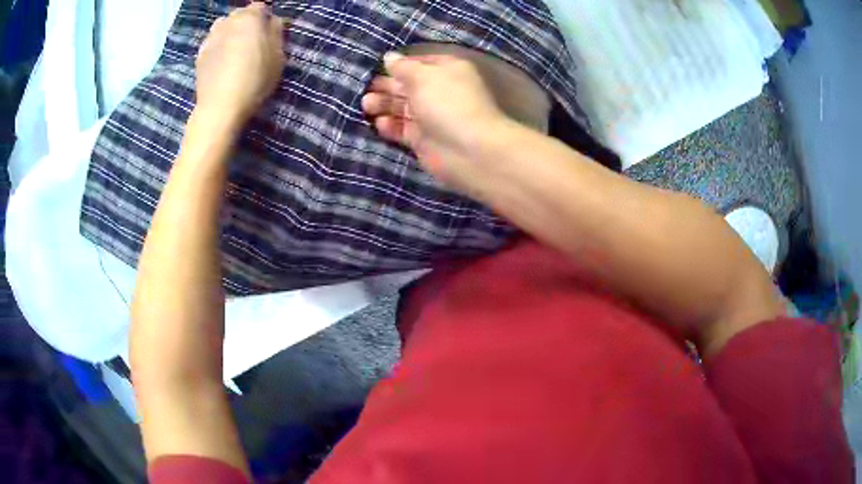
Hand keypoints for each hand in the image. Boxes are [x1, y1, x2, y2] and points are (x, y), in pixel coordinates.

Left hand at [195, 2, 286, 127]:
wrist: (220, 107)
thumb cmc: (254, 80)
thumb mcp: (277, 57)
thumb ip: (276, 33)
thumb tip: (273, 21)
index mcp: (249, 18)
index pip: (260, 6)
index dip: (265, 16)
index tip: (269, 30)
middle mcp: (228, 22)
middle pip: (239, 14)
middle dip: (246, 22)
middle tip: (253, 40)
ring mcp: (211, 38)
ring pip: (223, 26)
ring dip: (230, 31)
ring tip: (235, 48)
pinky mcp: (199, 54)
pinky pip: (212, 42)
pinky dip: (218, 46)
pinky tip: (222, 61)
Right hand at [362, 53, 508, 189]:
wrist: (469, 151)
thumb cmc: (447, 104)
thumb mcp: (423, 76)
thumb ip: (403, 67)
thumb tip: (389, 57)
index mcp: (446, 70)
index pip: (418, 62)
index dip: (398, 64)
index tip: (375, 67)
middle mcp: (439, 91)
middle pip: (407, 86)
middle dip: (386, 86)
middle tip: (364, 89)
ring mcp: (431, 117)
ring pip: (402, 108)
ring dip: (384, 105)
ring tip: (366, 106)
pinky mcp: (423, 140)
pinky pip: (402, 129)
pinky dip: (390, 126)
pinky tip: (378, 123)